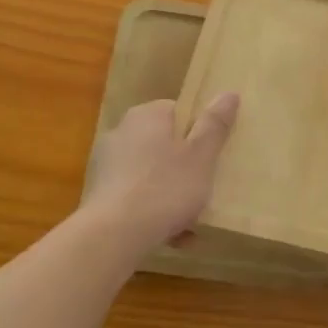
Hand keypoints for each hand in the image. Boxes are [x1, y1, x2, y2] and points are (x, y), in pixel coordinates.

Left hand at [81, 94, 238, 252]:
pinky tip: (169, 234)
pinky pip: (135, 196)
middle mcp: (121, 132)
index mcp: (147, 115)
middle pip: (163, 143)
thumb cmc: (165, 188)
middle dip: (184, 166)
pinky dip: (151, 210)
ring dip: (169, 192)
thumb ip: (215, 124)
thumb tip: (229, 93)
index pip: (178, 110)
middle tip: (205, 188)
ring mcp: (106, 163)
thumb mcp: (201, 155)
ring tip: (190, 222)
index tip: (212, 155)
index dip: (198, 131)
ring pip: (150, 173)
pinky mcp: (99, 193)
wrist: (114, 235)